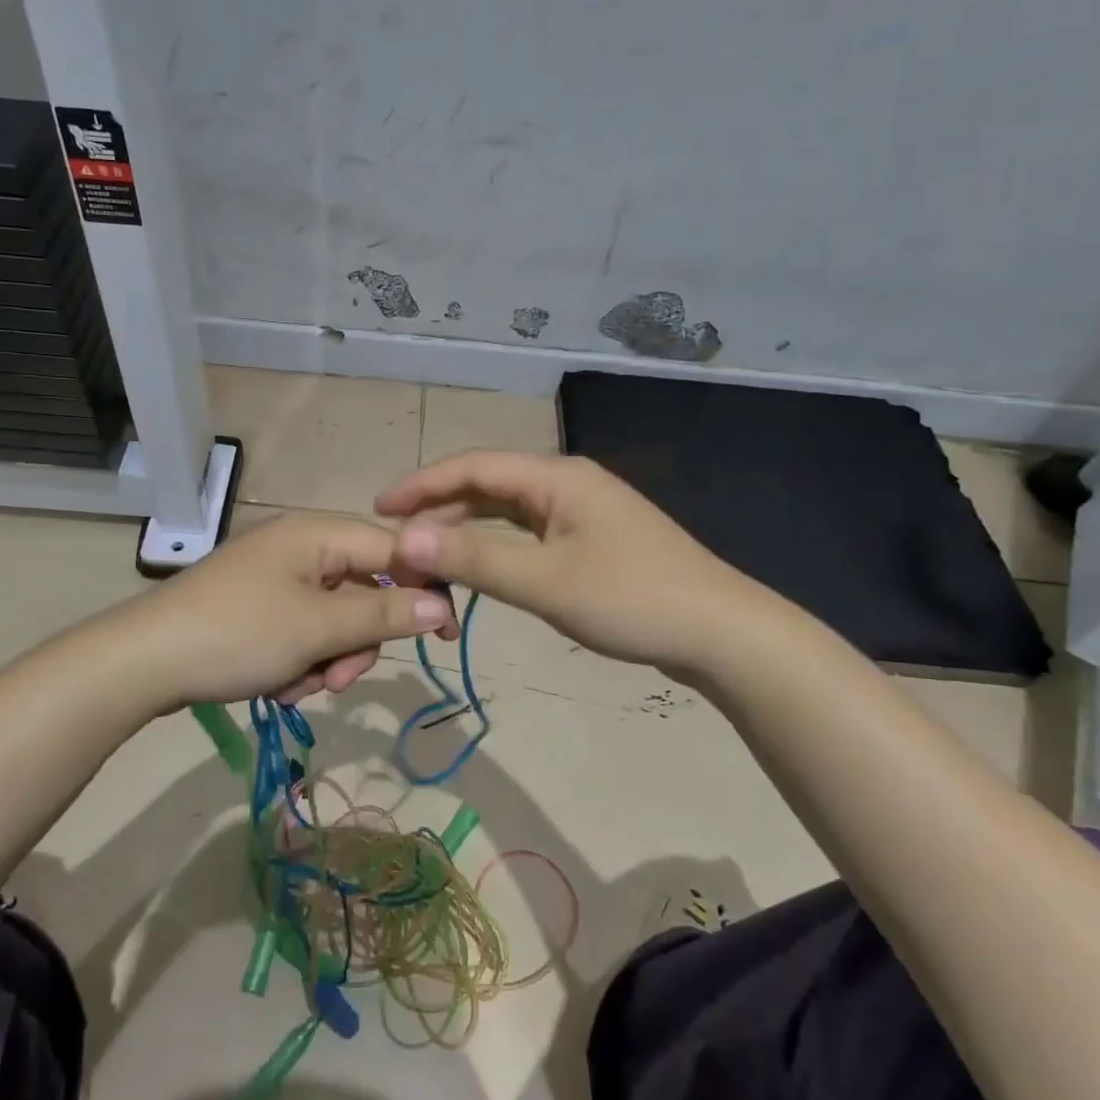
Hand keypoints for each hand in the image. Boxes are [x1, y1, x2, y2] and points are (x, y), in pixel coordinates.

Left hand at [108, 510, 452, 709]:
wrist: (143, 662)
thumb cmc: (238, 633)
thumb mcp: (318, 628)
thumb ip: (385, 615)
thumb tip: (443, 605)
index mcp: (318, 533)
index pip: (394, 551)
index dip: (426, 588)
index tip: (448, 635)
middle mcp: (301, 547)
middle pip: (364, 592)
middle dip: (356, 642)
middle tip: (337, 677)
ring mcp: (277, 578)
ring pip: (335, 621)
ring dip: (327, 659)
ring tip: (296, 685)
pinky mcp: (259, 607)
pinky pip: (303, 632)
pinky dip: (299, 662)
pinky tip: (274, 684)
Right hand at [375, 451, 730, 670]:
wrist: (721, 632)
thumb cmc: (631, 599)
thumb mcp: (545, 582)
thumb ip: (474, 559)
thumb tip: (404, 540)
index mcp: (556, 477)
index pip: (473, 467)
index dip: (422, 485)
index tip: (379, 509)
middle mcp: (567, 482)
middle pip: (488, 485)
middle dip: (440, 511)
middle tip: (399, 544)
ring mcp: (583, 511)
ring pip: (508, 511)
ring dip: (466, 530)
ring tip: (427, 556)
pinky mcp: (593, 539)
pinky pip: (529, 533)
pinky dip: (496, 547)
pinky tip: (480, 565)